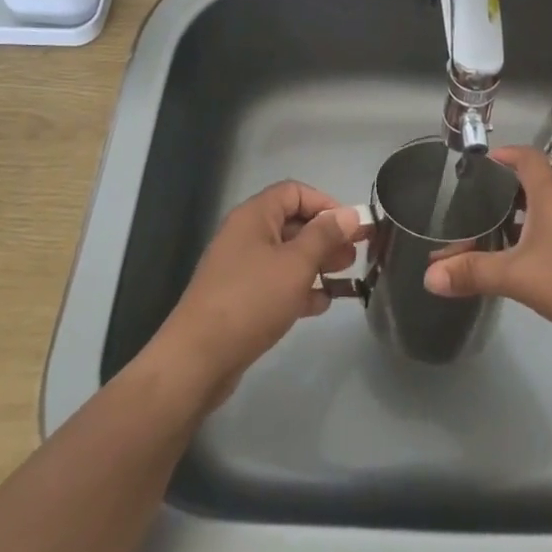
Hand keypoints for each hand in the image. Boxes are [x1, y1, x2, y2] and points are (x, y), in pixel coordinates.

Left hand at [151, 181, 364, 405]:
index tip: (351, 227)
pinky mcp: (240, 299)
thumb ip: (325, 236)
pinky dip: (299, 288)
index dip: (325, 204)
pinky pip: (276, 283)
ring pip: (287, 256)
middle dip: (326, 237)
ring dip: (317, 264)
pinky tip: (321, 304)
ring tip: (345, 280)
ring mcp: (241, 268)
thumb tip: (349, 214)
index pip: (295, 192)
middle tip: (353, 256)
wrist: (198, 359)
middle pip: (293, 224)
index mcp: (254, 216)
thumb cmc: (252, 300)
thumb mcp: (296, 264)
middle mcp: (246, 235)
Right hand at [422, 144, 551, 354]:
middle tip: (468, 208)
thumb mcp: (518, 276)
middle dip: (498, 195)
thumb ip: (474, 273)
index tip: (477, 164)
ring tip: (483, 239)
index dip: (503, 155)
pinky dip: (529, 244)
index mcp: (549, 196)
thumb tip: (429, 275)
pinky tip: (515, 266)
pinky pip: (551, 238)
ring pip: (539, 216)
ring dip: (513, 223)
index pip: (526, 158)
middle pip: (528, 187)